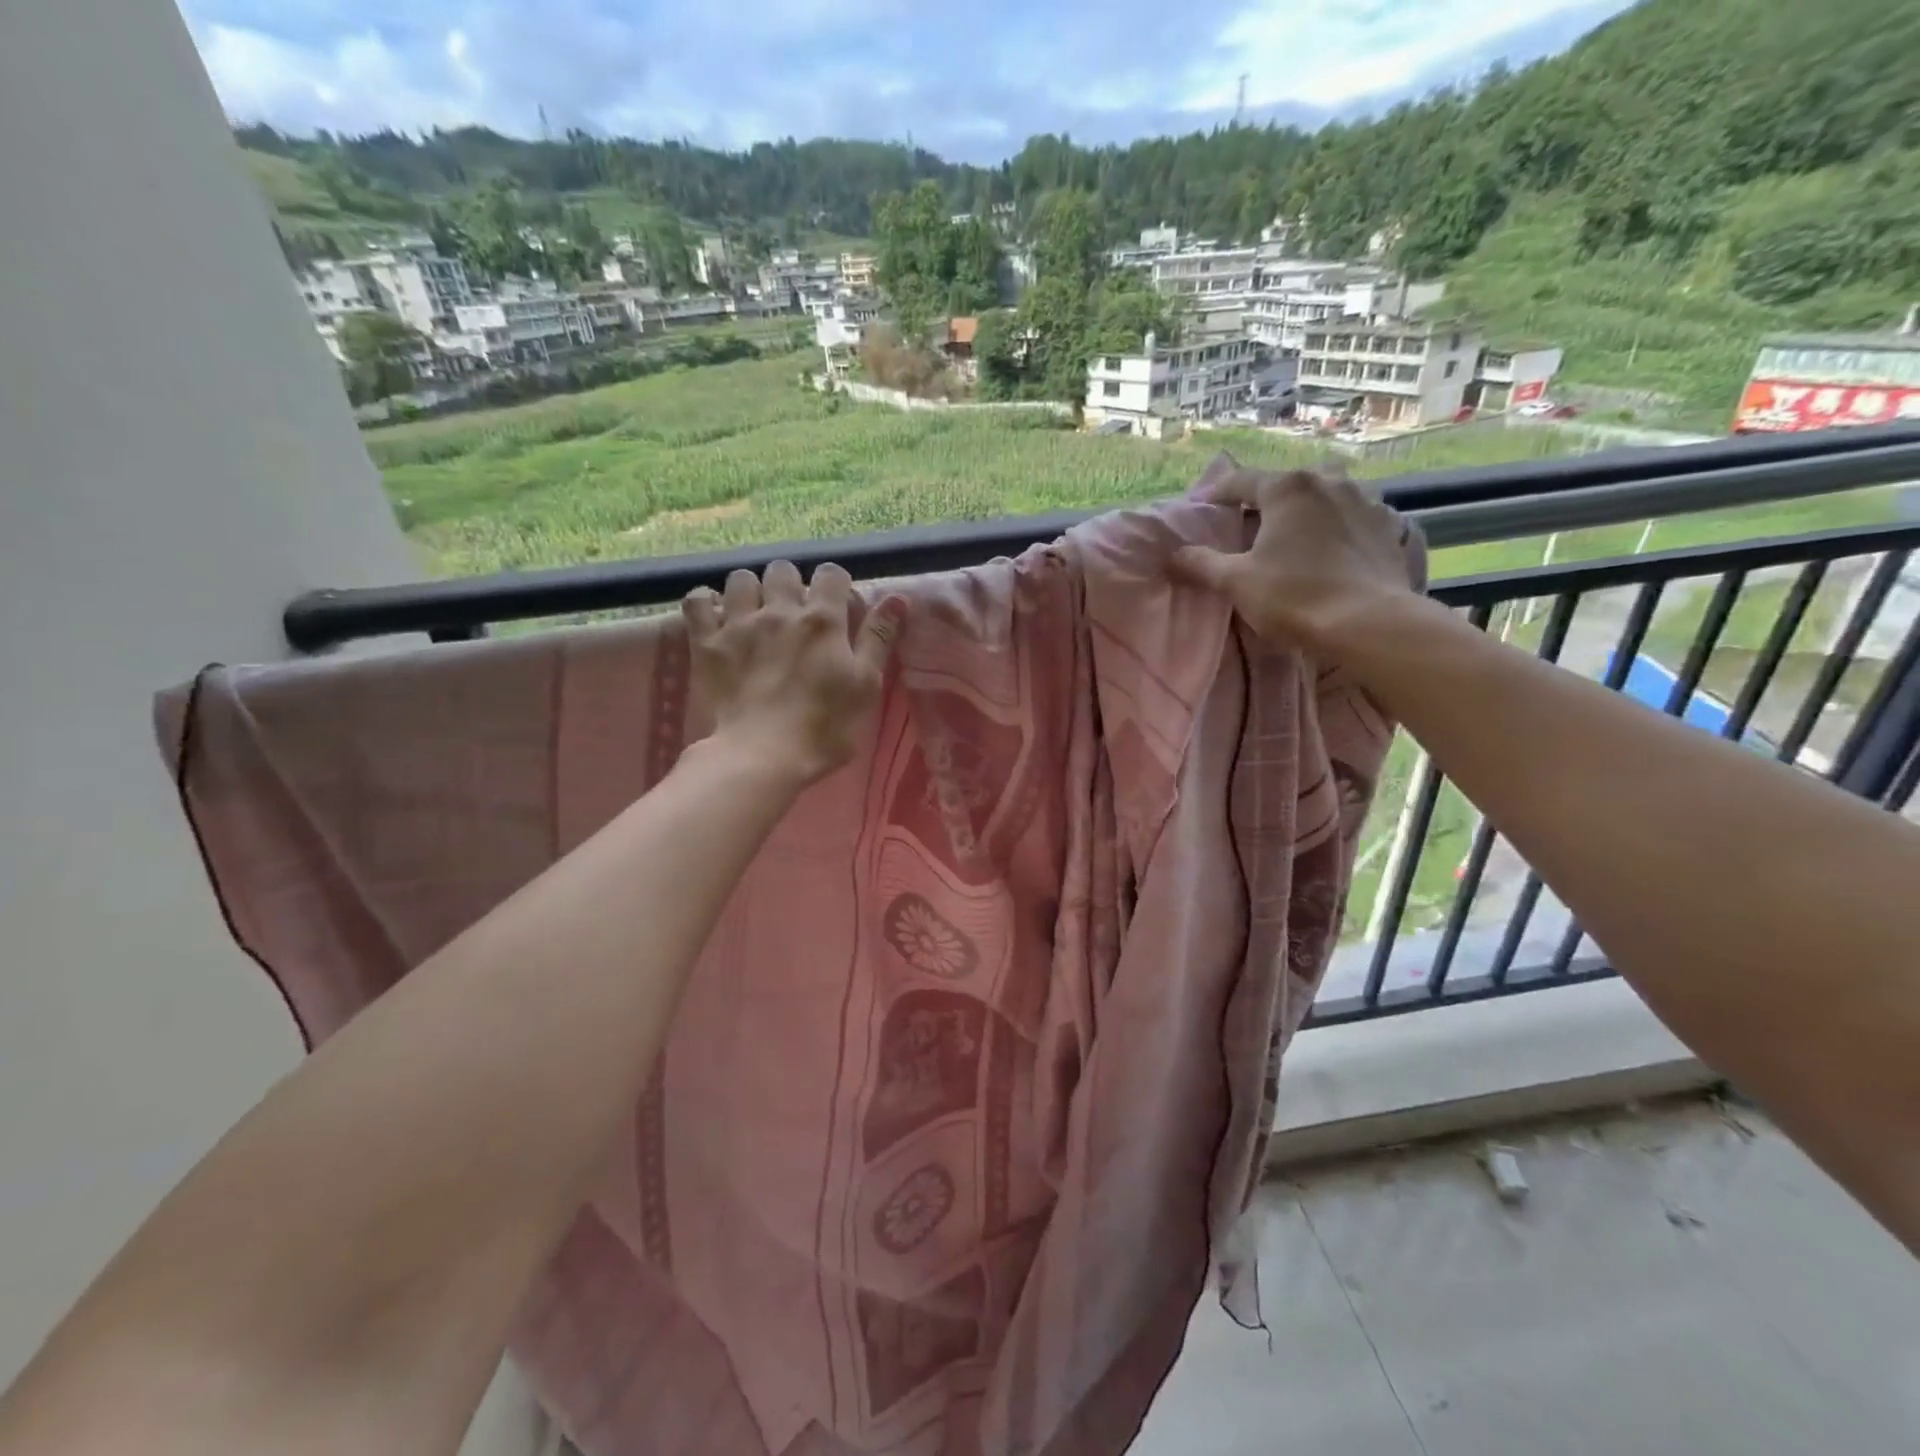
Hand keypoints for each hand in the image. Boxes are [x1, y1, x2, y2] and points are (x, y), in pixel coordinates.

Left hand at [682, 561, 905, 786]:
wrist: (762, 757)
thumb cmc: (824, 728)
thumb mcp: (865, 686)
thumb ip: (878, 639)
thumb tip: (897, 597)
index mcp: (823, 621)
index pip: (831, 574)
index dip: (835, 585)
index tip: (836, 607)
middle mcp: (780, 611)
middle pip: (783, 570)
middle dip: (790, 584)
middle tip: (793, 613)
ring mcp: (739, 624)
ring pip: (741, 578)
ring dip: (750, 590)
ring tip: (754, 614)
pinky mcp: (707, 643)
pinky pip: (697, 601)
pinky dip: (705, 602)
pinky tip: (715, 616)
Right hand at [1169, 464, 1422, 652]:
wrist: (1369, 623)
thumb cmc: (1294, 596)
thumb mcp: (1236, 582)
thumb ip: (1201, 563)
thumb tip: (1173, 554)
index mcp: (1288, 488)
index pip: (1241, 481)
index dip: (1217, 494)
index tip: (1201, 508)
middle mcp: (1328, 482)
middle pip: (1288, 482)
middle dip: (1267, 497)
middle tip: (1251, 521)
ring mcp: (1365, 501)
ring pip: (1326, 494)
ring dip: (1307, 507)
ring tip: (1294, 533)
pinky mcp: (1388, 528)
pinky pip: (1354, 516)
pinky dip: (1338, 526)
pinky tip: (1332, 548)